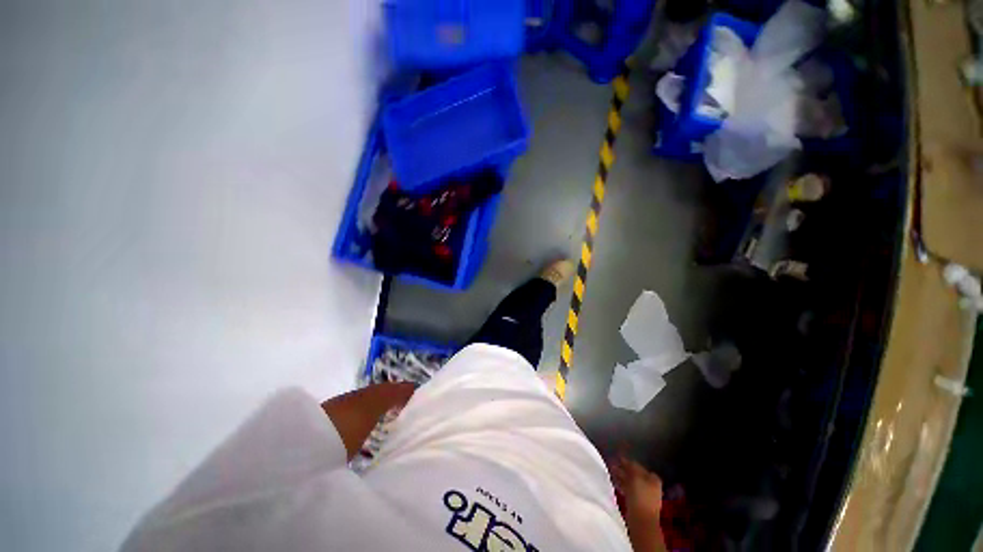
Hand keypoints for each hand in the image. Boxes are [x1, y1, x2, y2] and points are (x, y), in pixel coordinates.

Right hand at [611, 455, 662, 522]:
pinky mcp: (637, 503)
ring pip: (631, 482)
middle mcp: (650, 486)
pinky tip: (614, 482)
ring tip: (611, 471)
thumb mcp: (636, 476)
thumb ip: (631, 466)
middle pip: (635, 475)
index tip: (619, 459)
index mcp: (653, 479)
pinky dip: (622, 485)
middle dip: (624, 469)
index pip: (640, 467)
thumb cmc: (641, 496)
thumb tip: (625, 459)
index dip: (630, 462)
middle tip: (612, 463)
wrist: (641, 520)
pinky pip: (628, 490)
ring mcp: (644, 496)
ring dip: (621, 476)